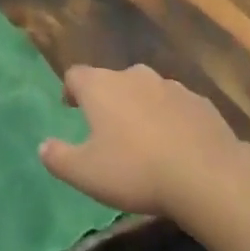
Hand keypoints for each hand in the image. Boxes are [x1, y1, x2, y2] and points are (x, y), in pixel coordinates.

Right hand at [39, 64, 244, 218]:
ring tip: (144, 139)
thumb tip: (43, 146)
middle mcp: (134, 76)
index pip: (76, 75)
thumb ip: (59, 158)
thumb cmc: (136, 170)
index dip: (70, 90)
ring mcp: (171, 86)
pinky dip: (171, 119)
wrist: (207, 175)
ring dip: (141, 108)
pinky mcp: (201, 102)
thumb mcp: (86, 173)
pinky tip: (177, 145)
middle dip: (108, 100)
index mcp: (101, 87)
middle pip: (113, 80)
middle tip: (108, 128)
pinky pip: (177, 106)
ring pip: (147, 91)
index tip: (70, 107)